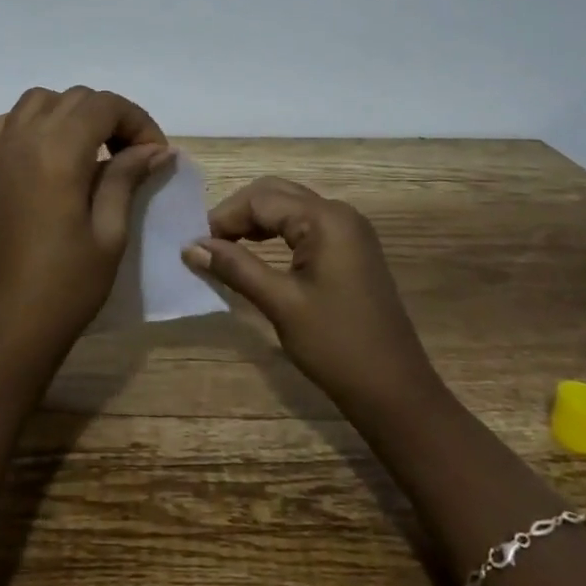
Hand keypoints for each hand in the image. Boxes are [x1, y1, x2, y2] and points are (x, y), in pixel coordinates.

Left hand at [0, 86, 172, 380]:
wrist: (11, 324)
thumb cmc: (69, 284)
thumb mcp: (110, 231)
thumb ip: (127, 178)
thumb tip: (156, 148)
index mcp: (57, 152)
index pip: (104, 105)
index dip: (137, 121)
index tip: (156, 155)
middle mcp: (24, 140)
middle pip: (74, 99)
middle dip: (111, 116)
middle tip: (133, 156)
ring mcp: (0, 153)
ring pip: (39, 101)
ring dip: (71, 113)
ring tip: (93, 149)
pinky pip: (7, 123)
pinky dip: (32, 124)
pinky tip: (49, 152)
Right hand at [183, 177, 436, 417]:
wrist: (395, 391)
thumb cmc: (336, 345)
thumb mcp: (280, 303)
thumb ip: (235, 267)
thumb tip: (190, 246)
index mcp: (326, 219)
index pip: (261, 200)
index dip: (224, 217)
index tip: (195, 245)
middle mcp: (340, 213)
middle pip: (276, 194)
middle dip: (238, 213)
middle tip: (208, 244)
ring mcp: (349, 231)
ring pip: (290, 207)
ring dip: (256, 221)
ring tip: (226, 248)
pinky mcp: (351, 250)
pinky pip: (305, 225)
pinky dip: (277, 232)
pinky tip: (258, 252)